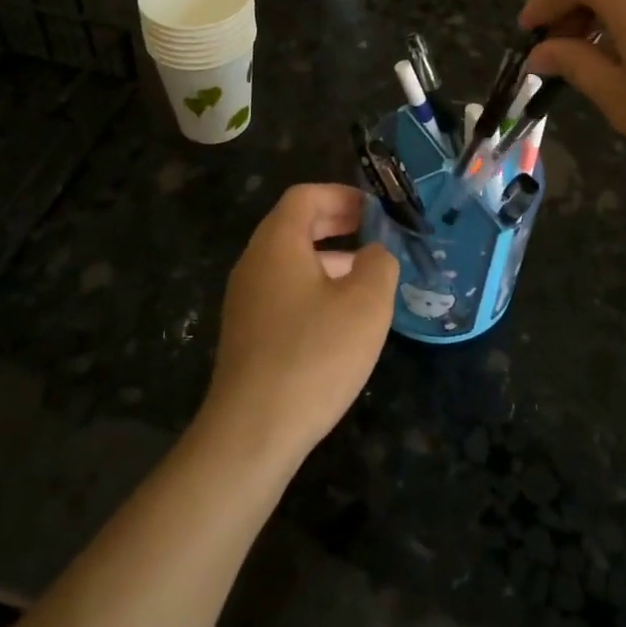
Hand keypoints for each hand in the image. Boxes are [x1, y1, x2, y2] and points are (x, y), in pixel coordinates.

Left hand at [202, 185, 397, 466]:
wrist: (253, 431)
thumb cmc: (314, 355)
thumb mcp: (366, 304)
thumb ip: (379, 264)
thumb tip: (374, 253)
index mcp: (277, 243)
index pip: (305, 196)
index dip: (342, 195)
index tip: (376, 210)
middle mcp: (254, 262)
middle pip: (295, 225)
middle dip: (337, 223)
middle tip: (376, 233)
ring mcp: (246, 299)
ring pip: (290, 260)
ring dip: (329, 257)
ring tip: (368, 275)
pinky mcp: (248, 332)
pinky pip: (284, 290)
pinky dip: (315, 286)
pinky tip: (342, 316)